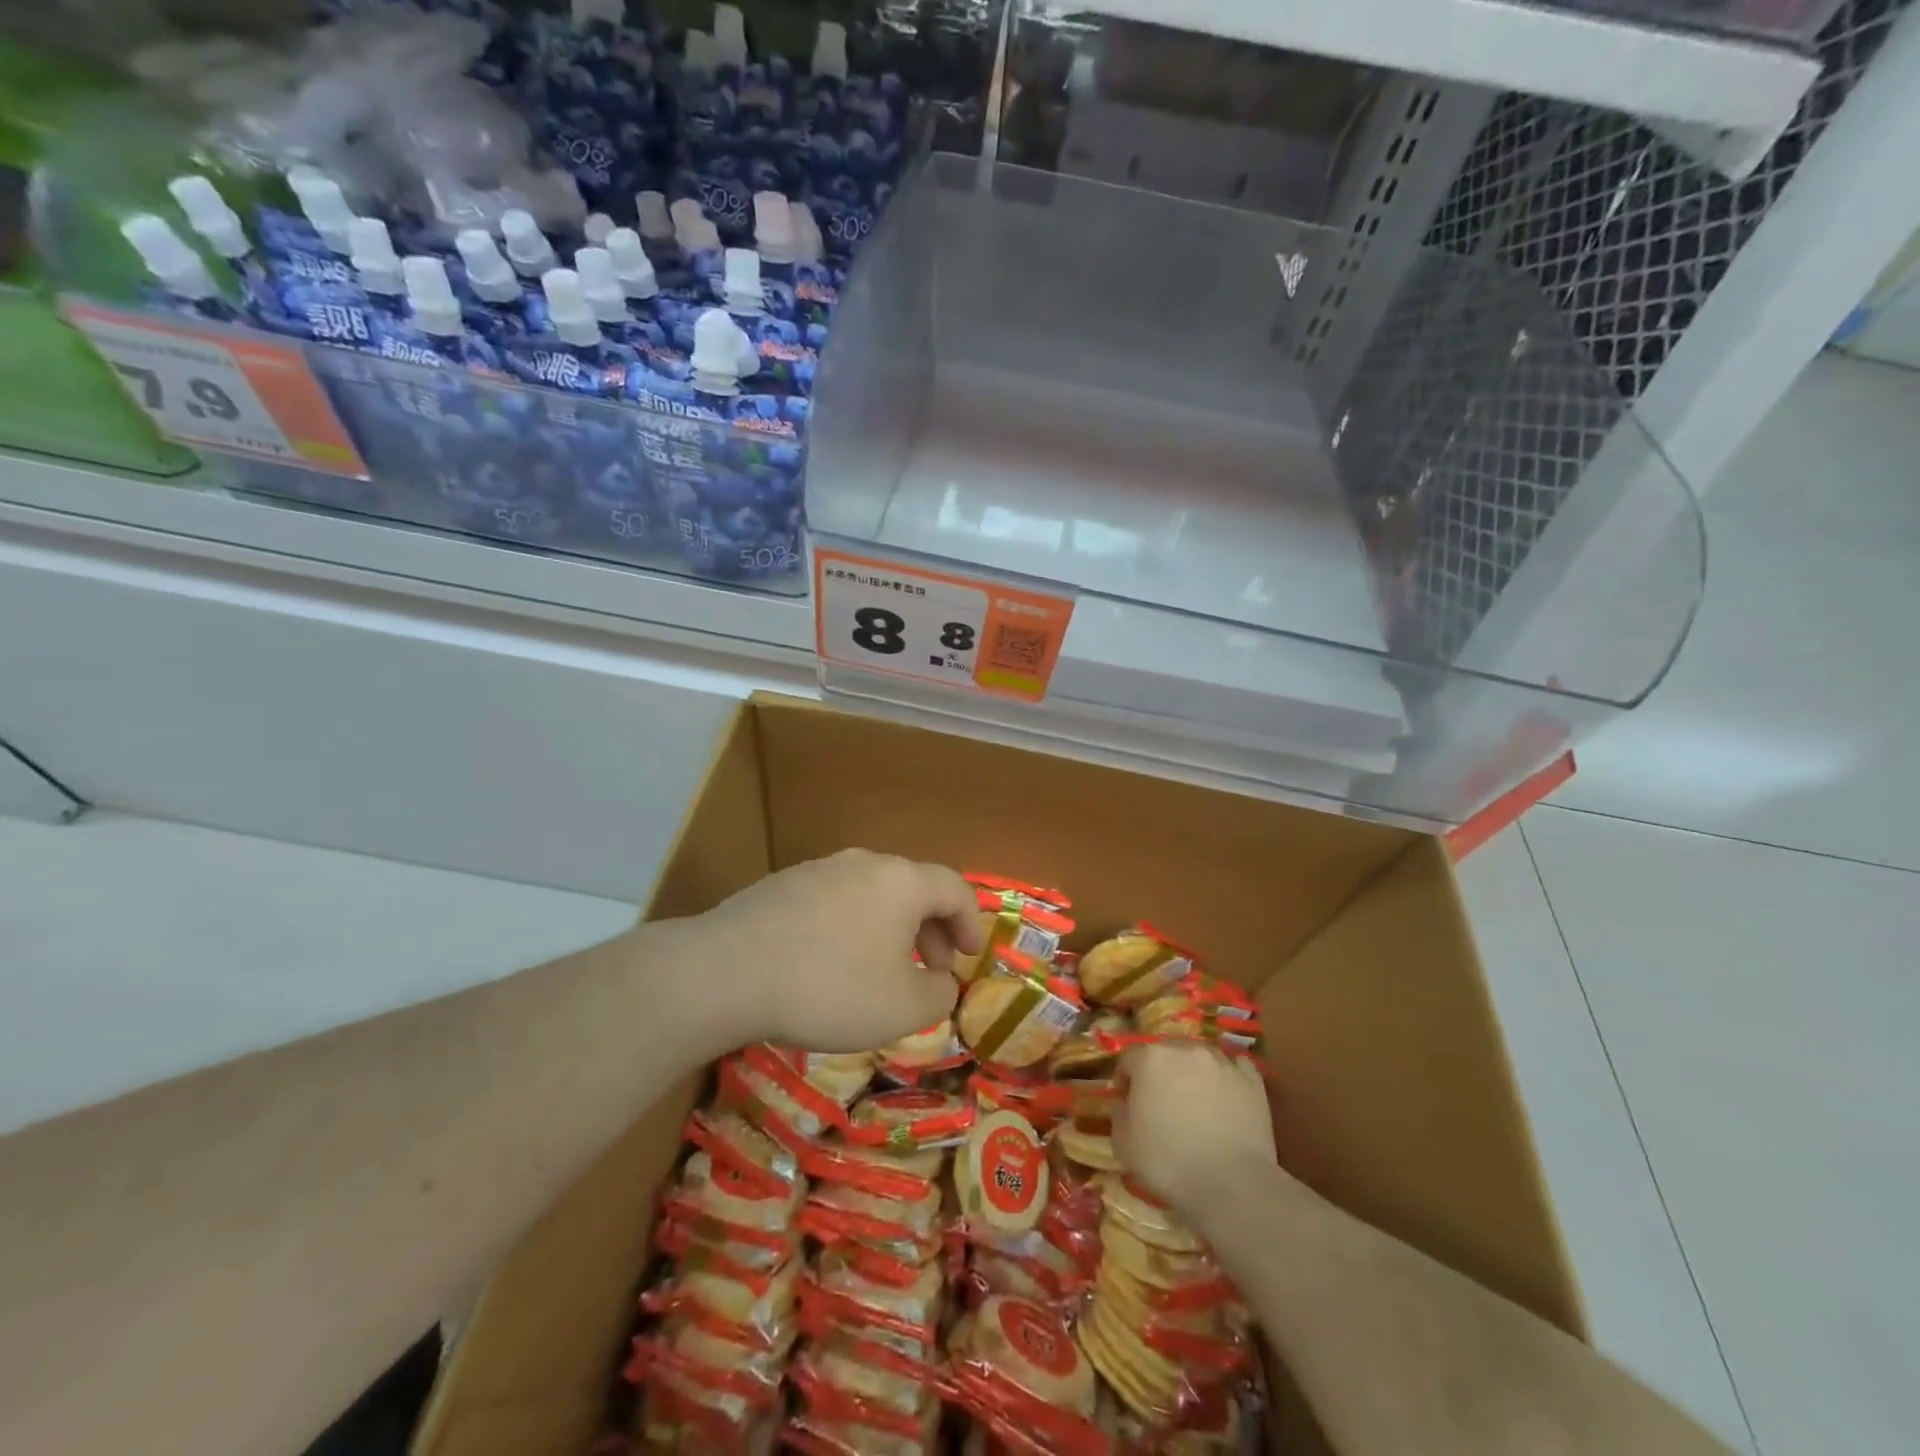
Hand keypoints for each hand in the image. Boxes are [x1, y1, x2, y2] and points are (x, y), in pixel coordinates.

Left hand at [691, 849, 984, 1053]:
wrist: (727, 972)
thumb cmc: (830, 987)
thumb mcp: (903, 1007)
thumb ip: (939, 994)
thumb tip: (942, 981)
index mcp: (901, 881)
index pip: (954, 888)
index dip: (971, 922)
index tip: (971, 955)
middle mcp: (864, 863)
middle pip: (913, 888)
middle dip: (931, 929)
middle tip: (932, 968)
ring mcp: (819, 869)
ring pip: (872, 894)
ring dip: (890, 929)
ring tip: (882, 970)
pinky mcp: (783, 885)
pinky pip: (835, 902)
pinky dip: (852, 928)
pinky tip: (832, 964)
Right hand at [1113, 1043, 1277, 1220]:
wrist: (1233, 1184)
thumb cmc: (1169, 1162)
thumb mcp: (1124, 1144)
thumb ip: (1118, 1112)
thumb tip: (1123, 1100)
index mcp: (1150, 1058)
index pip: (1129, 1059)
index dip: (1127, 1081)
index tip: (1130, 1104)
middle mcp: (1185, 1049)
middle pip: (1166, 1053)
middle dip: (1161, 1074)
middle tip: (1164, 1105)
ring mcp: (1222, 1061)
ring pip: (1200, 1059)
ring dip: (1193, 1074)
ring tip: (1198, 1104)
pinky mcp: (1252, 1079)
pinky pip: (1234, 1068)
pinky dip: (1227, 1079)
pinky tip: (1226, 1099)